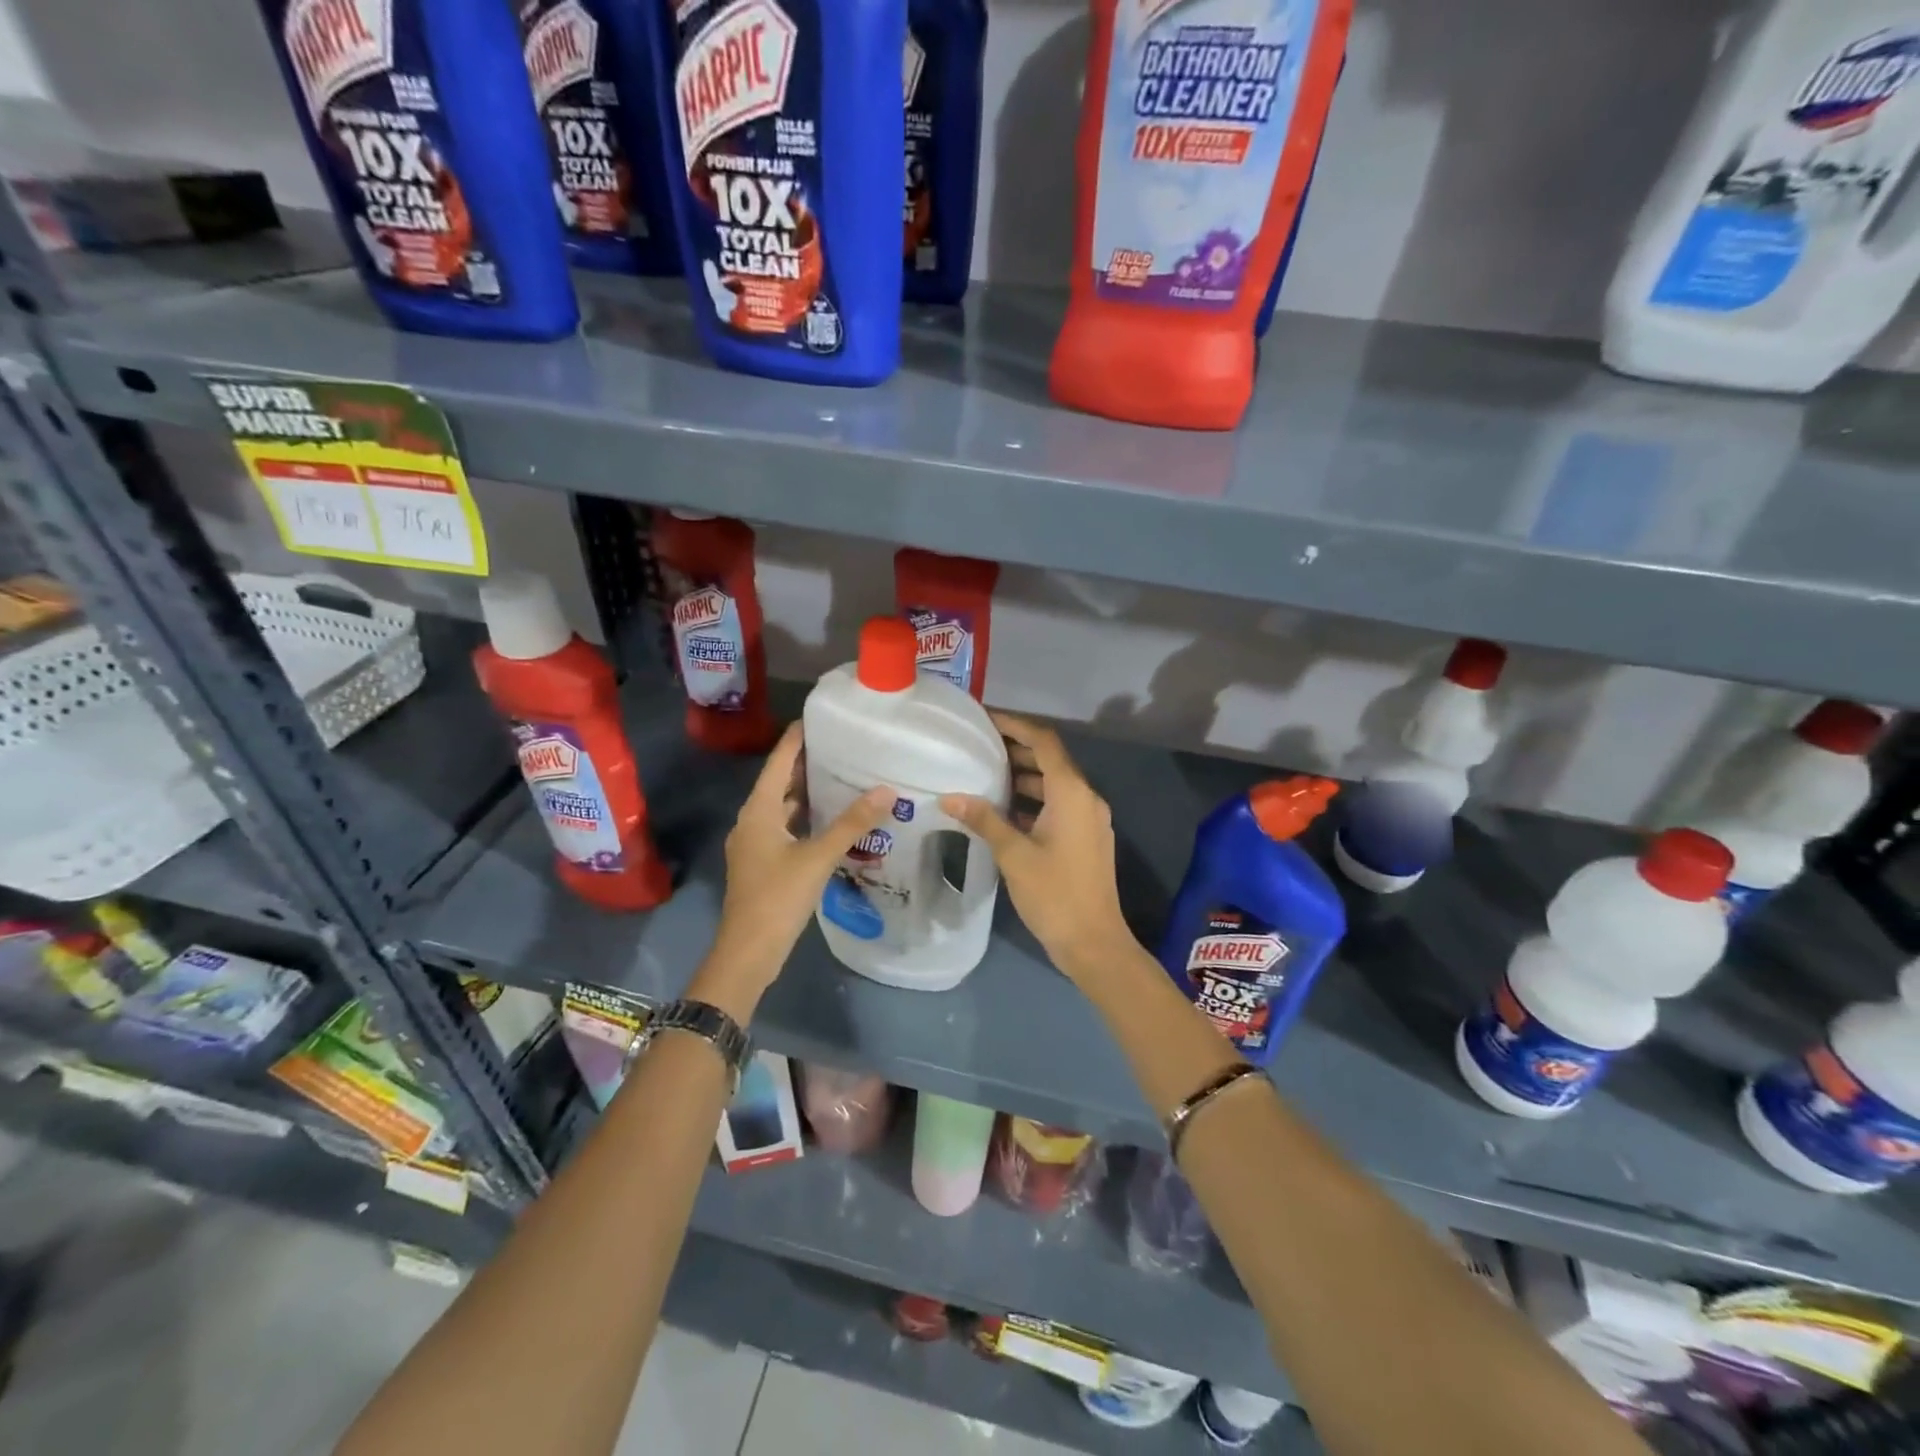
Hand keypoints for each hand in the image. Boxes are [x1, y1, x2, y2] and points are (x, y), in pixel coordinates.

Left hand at [695, 724, 893, 1018]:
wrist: (748, 952)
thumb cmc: (778, 898)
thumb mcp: (818, 857)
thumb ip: (852, 824)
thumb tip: (885, 790)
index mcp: (758, 811)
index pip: (778, 762)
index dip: (795, 739)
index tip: (818, 718)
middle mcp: (752, 821)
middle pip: (779, 783)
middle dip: (805, 764)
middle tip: (840, 745)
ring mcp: (756, 844)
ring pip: (782, 808)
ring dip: (806, 792)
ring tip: (840, 776)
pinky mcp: (763, 863)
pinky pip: (785, 828)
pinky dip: (805, 818)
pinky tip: (830, 820)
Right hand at [941, 712, 1131, 985]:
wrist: (1094, 942)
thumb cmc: (1054, 894)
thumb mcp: (1014, 855)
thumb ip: (984, 820)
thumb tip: (950, 797)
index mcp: (1072, 793)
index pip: (1044, 742)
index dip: (1016, 726)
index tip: (986, 720)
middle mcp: (1086, 798)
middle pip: (1051, 760)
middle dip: (1017, 750)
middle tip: (979, 746)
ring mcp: (1090, 819)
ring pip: (1055, 785)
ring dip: (1025, 776)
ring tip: (986, 775)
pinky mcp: (1087, 839)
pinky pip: (1059, 805)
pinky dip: (1034, 800)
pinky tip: (1005, 811)